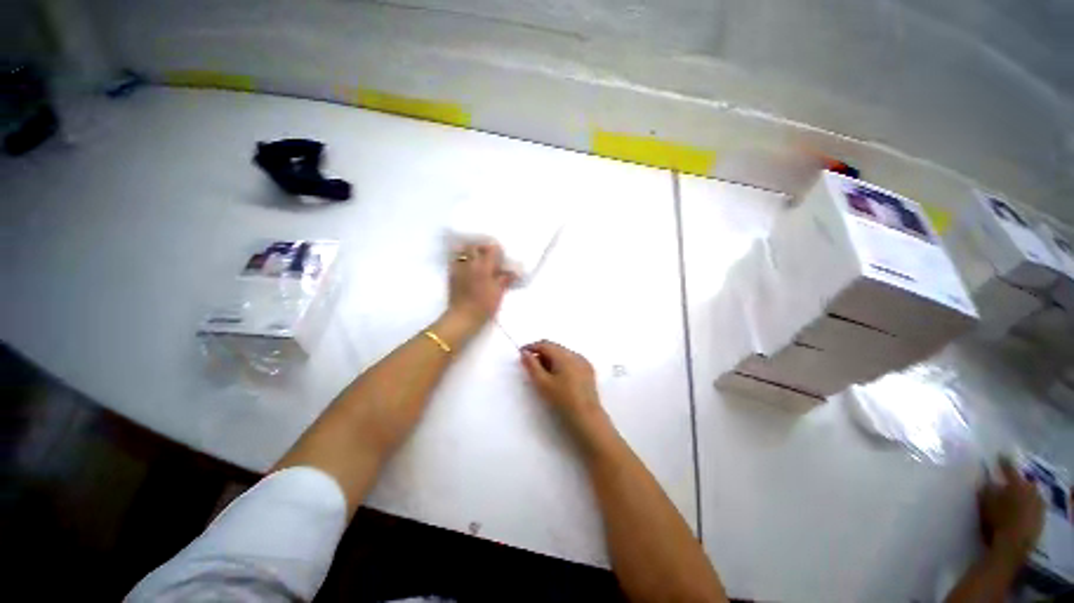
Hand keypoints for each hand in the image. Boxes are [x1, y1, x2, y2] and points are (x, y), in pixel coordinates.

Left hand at [447, 243, 513, 328]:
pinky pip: (455, 261)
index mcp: (484, 267)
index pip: (491, 250)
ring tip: (476, 259)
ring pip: (462, 252)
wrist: (463, 316)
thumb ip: (505, 279)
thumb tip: (514, 272)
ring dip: (469, 253)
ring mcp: (459, 268)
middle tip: (487, 255)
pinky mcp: (451, 275)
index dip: (497, 250)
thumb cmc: (484, 305)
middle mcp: (470, 264)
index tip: (500, 255)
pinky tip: (467, 268)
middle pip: (474, 247)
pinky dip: (461, 260)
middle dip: (481, 248)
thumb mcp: (498, 292)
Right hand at [520, 341, 608, 435]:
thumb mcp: (542, 383)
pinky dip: (562, 364)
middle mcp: (575, 355)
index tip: (522, 354)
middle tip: (530, 365)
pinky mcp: (588, 371)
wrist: (587, 417)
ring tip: (543, 373)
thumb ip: (532, 366)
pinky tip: (558, 377)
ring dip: (551, 359)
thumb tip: (525, 353)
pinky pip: (571, 361)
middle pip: (555, 347)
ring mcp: (584, 362)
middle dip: (541, 353)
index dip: (531, 347)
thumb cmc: (562, 400)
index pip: (545, 344)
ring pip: (563, 354)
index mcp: (564, 355)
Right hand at [979, 457, 1044, 559]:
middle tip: (1008, 479)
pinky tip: (1021, 508)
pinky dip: (1027, 504)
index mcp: (1017, 482)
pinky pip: (1033, 505)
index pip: (1009, 467)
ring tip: (1014, 494)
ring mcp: (1038, 504)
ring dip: (1022, 492)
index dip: (1003, 461)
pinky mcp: (1040, 516)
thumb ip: (986, 488)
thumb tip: (986, 478)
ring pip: (1030, 493)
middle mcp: (1031, 489)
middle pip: (1023, 481)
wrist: (1014, 545)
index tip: (999, 455)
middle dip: (1016, 480)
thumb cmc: (998, 520)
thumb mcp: (986, 502)